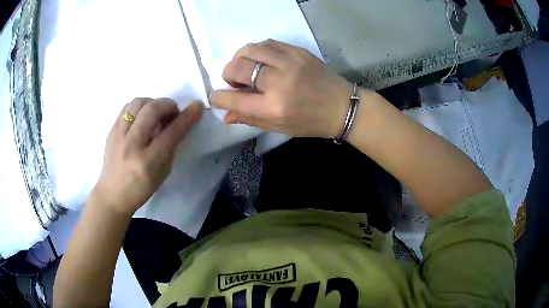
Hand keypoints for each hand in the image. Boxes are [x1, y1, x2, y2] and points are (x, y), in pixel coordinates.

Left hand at [92, 98, 202, 215]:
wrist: (112, 195)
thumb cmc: (141, 188)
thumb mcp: (162, 173)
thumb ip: (170, 147)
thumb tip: (176, 123)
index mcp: (148, 162)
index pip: (171, 133)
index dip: (186, 117)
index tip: (197, 106)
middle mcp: (131, 145)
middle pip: (152, 110)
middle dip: (168, 104)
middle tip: (173, 112)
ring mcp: (118, 136)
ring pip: (137, 103)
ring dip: (152, 102)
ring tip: (156, 112)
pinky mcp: (111, 131)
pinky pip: (127, 108)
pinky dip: (139, 107)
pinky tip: (142, 117)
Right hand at [210, 39, 352, 137]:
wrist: (342, 106)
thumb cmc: (310, 121)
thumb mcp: (279, 127)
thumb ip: (250, 118)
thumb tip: (225, 114)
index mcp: (274, 107)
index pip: (234, 99)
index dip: (218, 97)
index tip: (216, 96)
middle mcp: (279, 82)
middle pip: (238, 67)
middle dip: (227, 74)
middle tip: (234, 81)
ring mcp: (290, 62)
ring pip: (250, 49)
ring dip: (240, 58)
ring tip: (245, 67)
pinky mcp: (298, 51)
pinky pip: (267, 43)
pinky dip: (257, 51)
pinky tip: (261, 59)